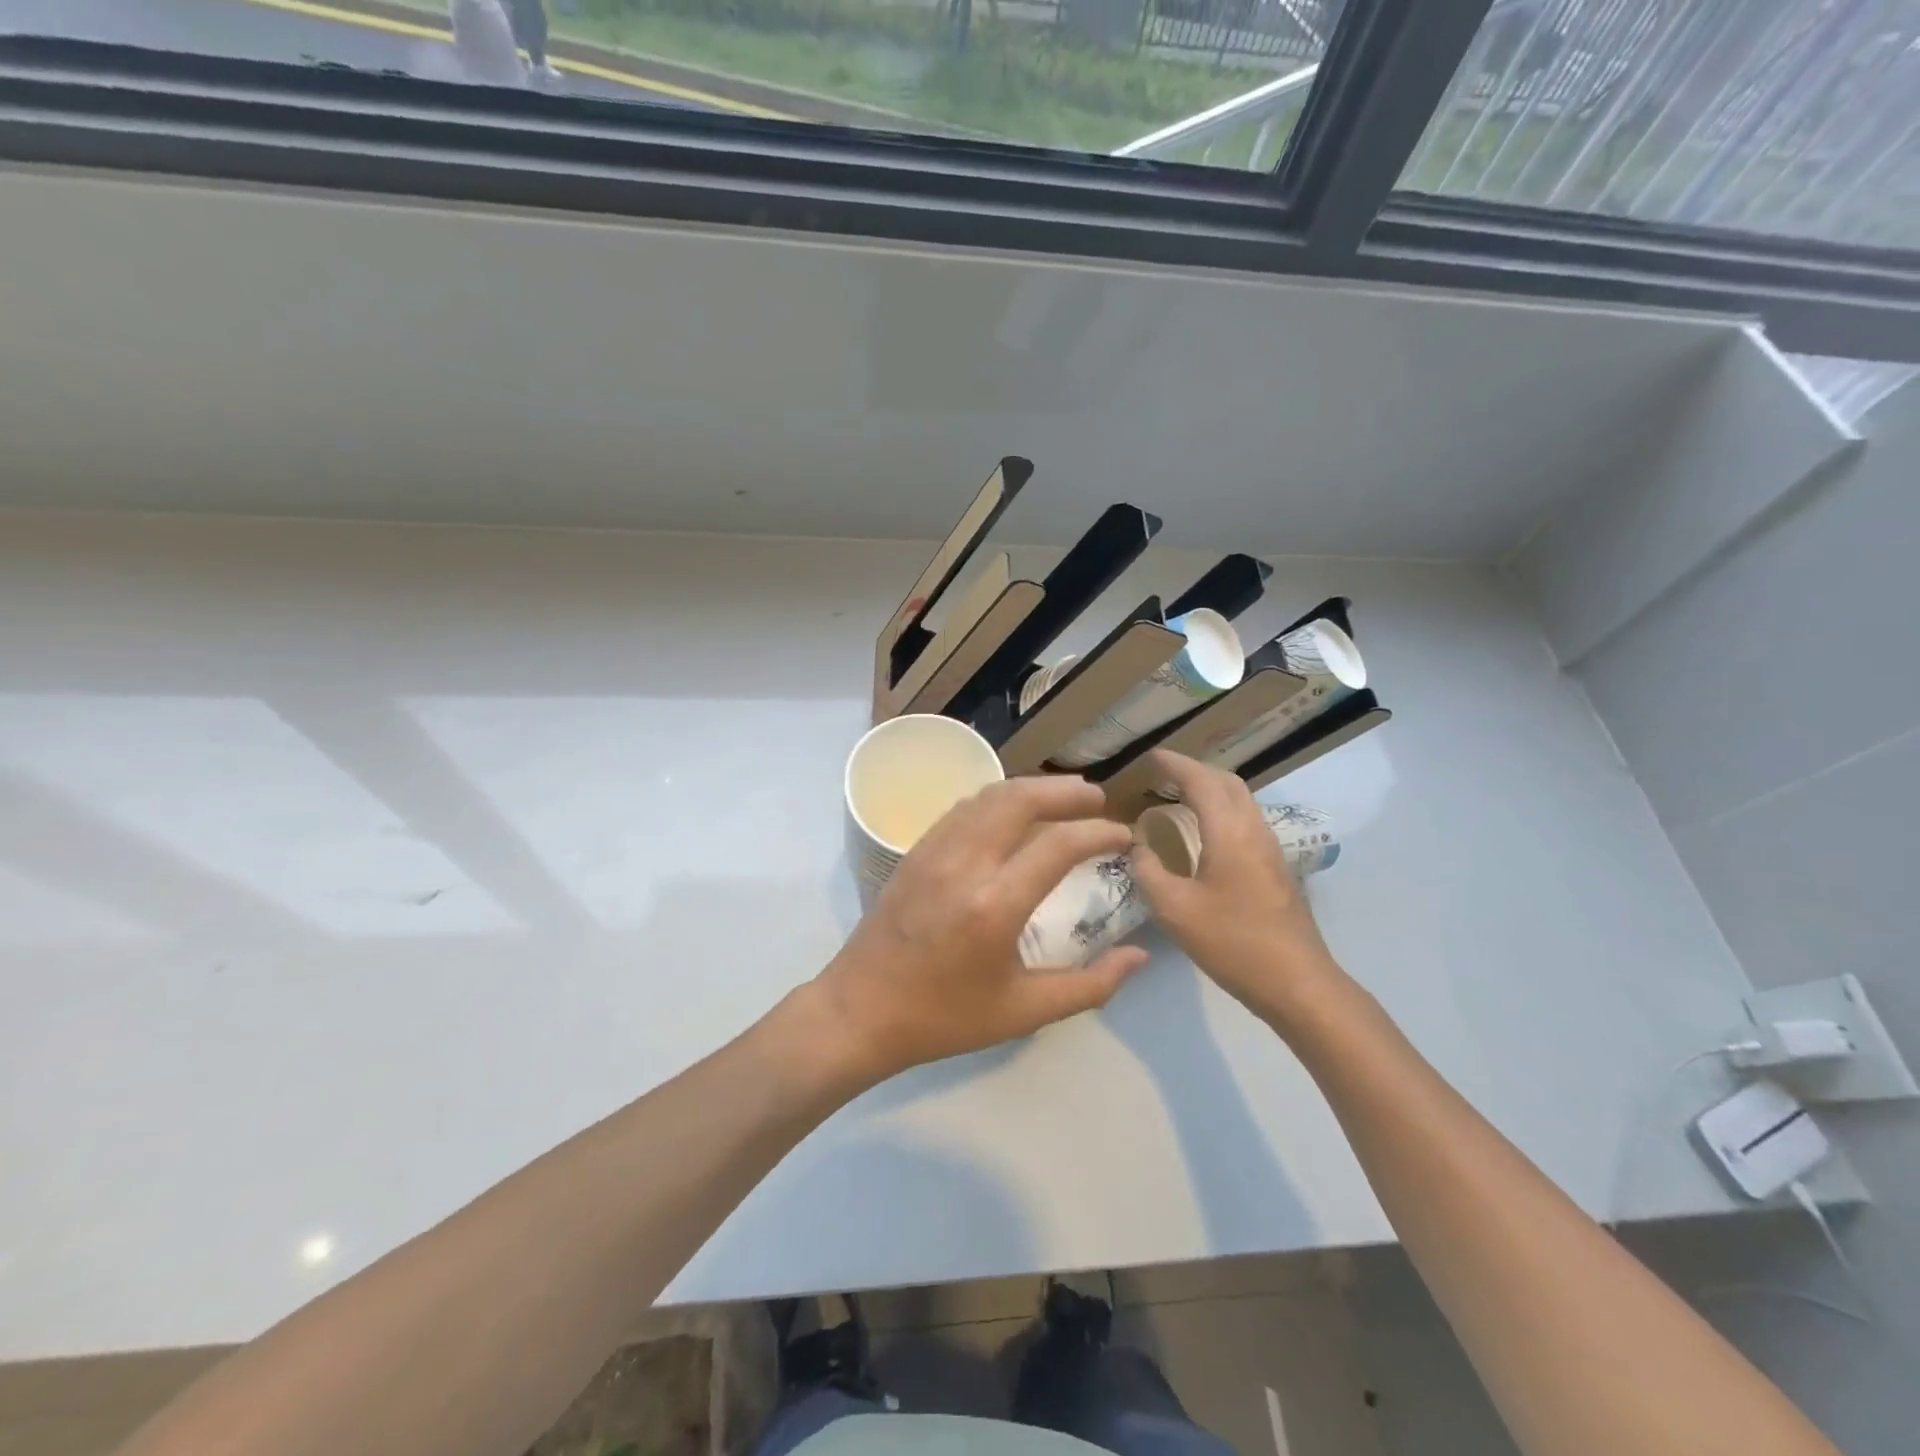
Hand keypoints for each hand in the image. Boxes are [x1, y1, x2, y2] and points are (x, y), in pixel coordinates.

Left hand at [811, 775, 1149, 1084]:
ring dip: (1031, 788)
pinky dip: (997, 798)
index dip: (1099, 833)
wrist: (860, 1011)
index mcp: (995, 905)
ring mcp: (934, 851)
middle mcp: (965, 864)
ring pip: (989, 795)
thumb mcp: (1023, 1012)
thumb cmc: (944, 1018)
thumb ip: (1090, 985)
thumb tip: (1139, 955)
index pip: (1058, 845)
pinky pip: (963, 807)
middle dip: (1066, 792)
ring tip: (1063, 797)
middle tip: (1097, 800)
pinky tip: (1013, 811)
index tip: (1124, 835)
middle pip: (1021, 800)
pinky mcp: (915, 850)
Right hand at [1130, 750, 1344, 1023]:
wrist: (1297, 982)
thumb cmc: (1232, 942)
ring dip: (1211, 789)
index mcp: (1229, 831)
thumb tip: (1137, 846)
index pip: (1201, 781)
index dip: (1175, 764)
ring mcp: (1270, 849)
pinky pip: (1245, 820)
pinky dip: (1221, 810)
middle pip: (1227, 782)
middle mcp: (1254, 830)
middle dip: (1195, 770)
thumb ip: (1148, 871)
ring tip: (1179, 797)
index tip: (1151, 756)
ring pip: (1241, 801)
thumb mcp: (1174, 909)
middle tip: (1163, 773)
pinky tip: (1204, 833)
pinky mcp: (1276, 868)